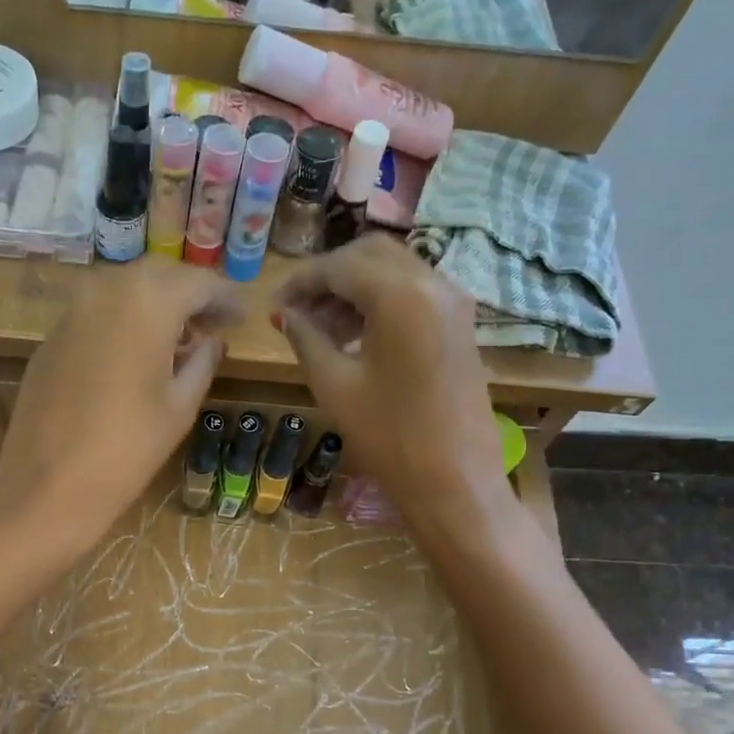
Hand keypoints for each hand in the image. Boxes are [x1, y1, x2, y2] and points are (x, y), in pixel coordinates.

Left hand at [0, 260, 241, 550]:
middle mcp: (105, 290)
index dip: (225, 298)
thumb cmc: (127, 449)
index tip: (242, 318)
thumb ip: (202, 362)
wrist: (46, 487)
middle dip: (189, 295)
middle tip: (213, 325)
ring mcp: (71, 311)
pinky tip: (136, 354)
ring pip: (124, 291)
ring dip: (154, 306)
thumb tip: (212, 341)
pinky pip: (96, 314)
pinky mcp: (50, 338)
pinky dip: (123, 322)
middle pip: (159, 276)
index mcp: (146, 300)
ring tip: (178, 342)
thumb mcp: (179, 406)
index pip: (198, 282)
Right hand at [273, 234, 509, 529]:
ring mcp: (452, 301)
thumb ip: (306, 338)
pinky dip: (379, 299)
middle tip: (297, 309)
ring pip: (393, 269)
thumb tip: (284, 314)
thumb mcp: (334, 385)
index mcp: (400, 294)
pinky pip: (413, 291)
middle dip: (329, 275)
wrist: (455, 480)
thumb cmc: (389, 437)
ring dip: (354, 287)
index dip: (300, 280)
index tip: (273, 304)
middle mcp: (433, 282)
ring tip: (319, 327)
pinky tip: (354, 334)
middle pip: (370, 253)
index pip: (339, 266)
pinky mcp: (460, 322)